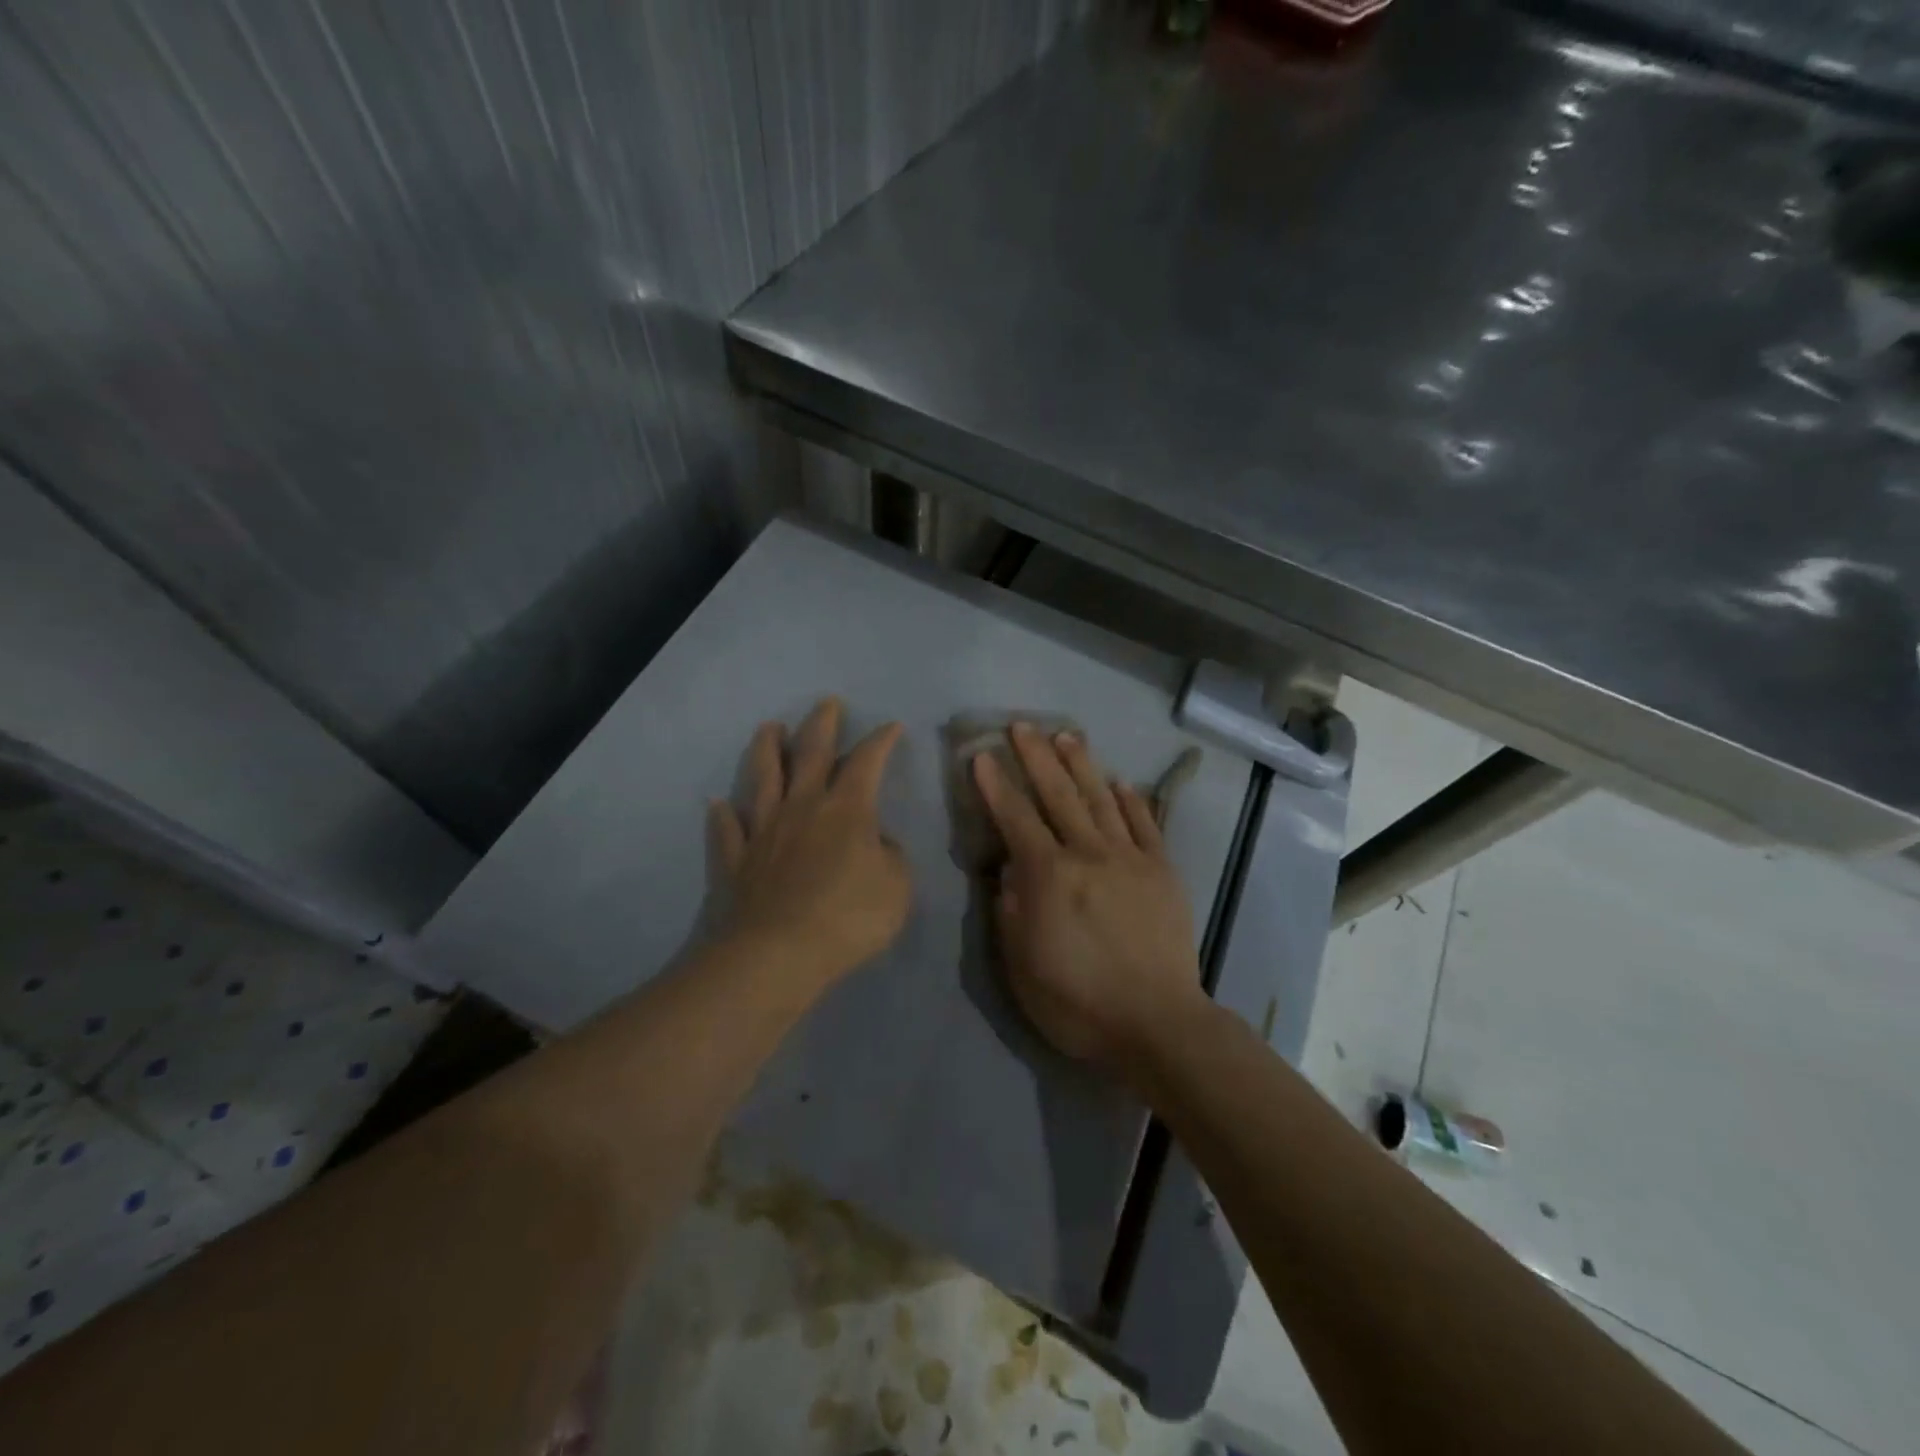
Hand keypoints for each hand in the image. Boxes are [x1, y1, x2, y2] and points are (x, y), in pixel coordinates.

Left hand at [710, 697, 910, 986]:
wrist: (777, 954)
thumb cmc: (848, 918)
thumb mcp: (897, 887)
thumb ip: (891, 856)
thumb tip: (875, 840)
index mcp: (846, 810)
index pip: (867, 762)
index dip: (881, 741)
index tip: (891, 726)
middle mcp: (802, 807)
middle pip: (811, 754)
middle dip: (821, 725)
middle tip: (827, 703)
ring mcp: (763, 831)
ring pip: (763, 778)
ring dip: (767, 749)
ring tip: (769, 727)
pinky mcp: (735, 860)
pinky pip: (726, 831)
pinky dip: (722, 816)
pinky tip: (717, 804)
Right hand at [972, 724, 1206, 1070]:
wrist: (1158, 1024)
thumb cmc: (1078, 1002)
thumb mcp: (1022, 966)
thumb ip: (1010, 910)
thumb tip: (1008, 869)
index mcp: (1050, 876)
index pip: (1016, 819)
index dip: (995, 786)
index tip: (980, 756)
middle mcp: (1089, 854)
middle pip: (1059, 794)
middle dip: (1037, 757)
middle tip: (1022, 724)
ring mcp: (1130, 858)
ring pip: (1101, 799)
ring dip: (1082, 764)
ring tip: (1067, 735)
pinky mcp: (1162, 871)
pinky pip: (1145, 824)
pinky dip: (1131, 799)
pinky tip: (1121, 781)